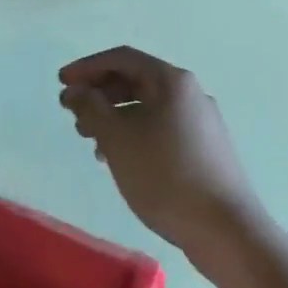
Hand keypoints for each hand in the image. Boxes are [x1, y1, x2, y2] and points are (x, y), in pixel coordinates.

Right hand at [59, 46, 262, 260]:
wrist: (226, 229)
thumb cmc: (166, 176)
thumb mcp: (118, 139)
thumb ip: (90, 107)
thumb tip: (74, 90)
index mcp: (172, 81)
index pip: (122, 58)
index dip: (87, 67)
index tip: (61, 83)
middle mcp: (190, 94)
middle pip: (136, 80)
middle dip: (100, 94)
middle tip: (73, 115)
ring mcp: (202, 122)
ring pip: (148, 107)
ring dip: (115, 117)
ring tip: (91, 142)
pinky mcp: (205, 149)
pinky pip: (161, 129)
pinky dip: (135, 134)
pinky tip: (120, 161)